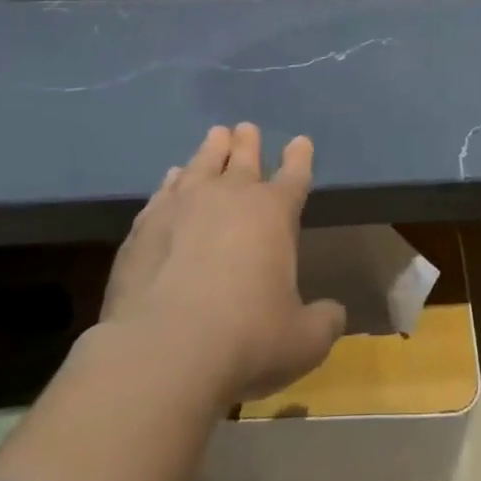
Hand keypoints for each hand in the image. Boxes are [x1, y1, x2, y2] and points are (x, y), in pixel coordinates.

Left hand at [100, 123, 345, 406]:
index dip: (299, 157)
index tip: (300, 141)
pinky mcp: (146, 224)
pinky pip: (165, 190)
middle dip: (249, 142)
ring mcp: (183, 205)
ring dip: (212, 149)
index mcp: (274, 213)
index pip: (294, 175)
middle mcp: (230, 196)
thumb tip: (334, 313)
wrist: (163, 350)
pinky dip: (174, 180)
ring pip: (202, 163)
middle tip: (247, 129)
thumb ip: (323, 322)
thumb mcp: (303, 342)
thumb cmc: (245, 339)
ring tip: (216, 136)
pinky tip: (173, 177)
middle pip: (244, 158)